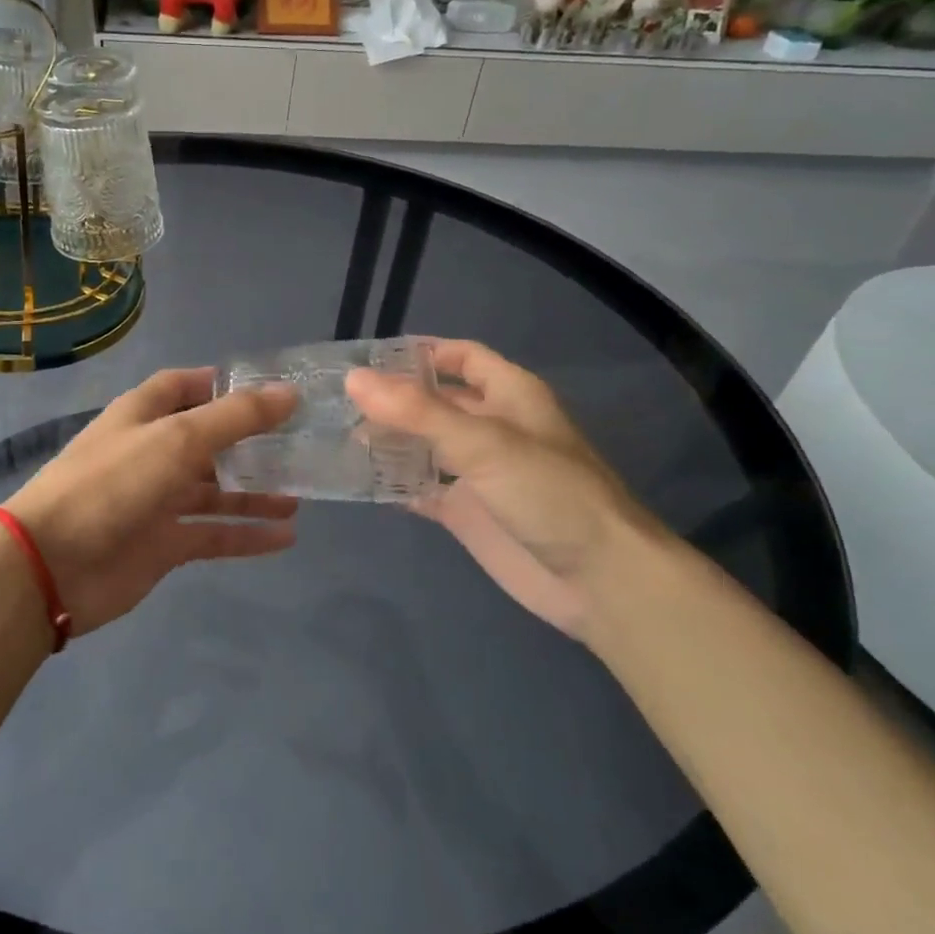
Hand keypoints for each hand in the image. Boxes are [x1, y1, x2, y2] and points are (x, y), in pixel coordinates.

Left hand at [3, 369, 299, 635]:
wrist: (52, 564)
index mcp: (143, 415)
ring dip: (254, 491)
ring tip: (301, 493)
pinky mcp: (162, 544)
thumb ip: (235, 418)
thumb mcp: (176, 439)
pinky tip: (285, 537)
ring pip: (215, 490)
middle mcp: (151, 452)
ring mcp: (156, 500)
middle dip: (249, 441)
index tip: (269, 389)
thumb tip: (289, 392)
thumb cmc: (112, 483)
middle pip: (207, 440)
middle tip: (301, 444)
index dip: (221, 384)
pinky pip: (212, 534)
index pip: (184, 386)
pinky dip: (246, 535)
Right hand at [346, 340, 670, 638]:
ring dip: (387, 439)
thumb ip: (417, 411)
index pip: (460, 356)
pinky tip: (358, 480)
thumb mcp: (483, 442)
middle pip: (435, 400)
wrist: (597, 580)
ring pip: (423, 444)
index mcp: (509, 394)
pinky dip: (393, 483)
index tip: (367, 358)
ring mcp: (477, 471)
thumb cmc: (548, 493)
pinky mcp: (466, 511)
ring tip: (336, 435)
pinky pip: (420, 488)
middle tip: (336, 399)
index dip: (419, 352)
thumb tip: (354, 379)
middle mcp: (491, 426)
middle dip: (392, 398)